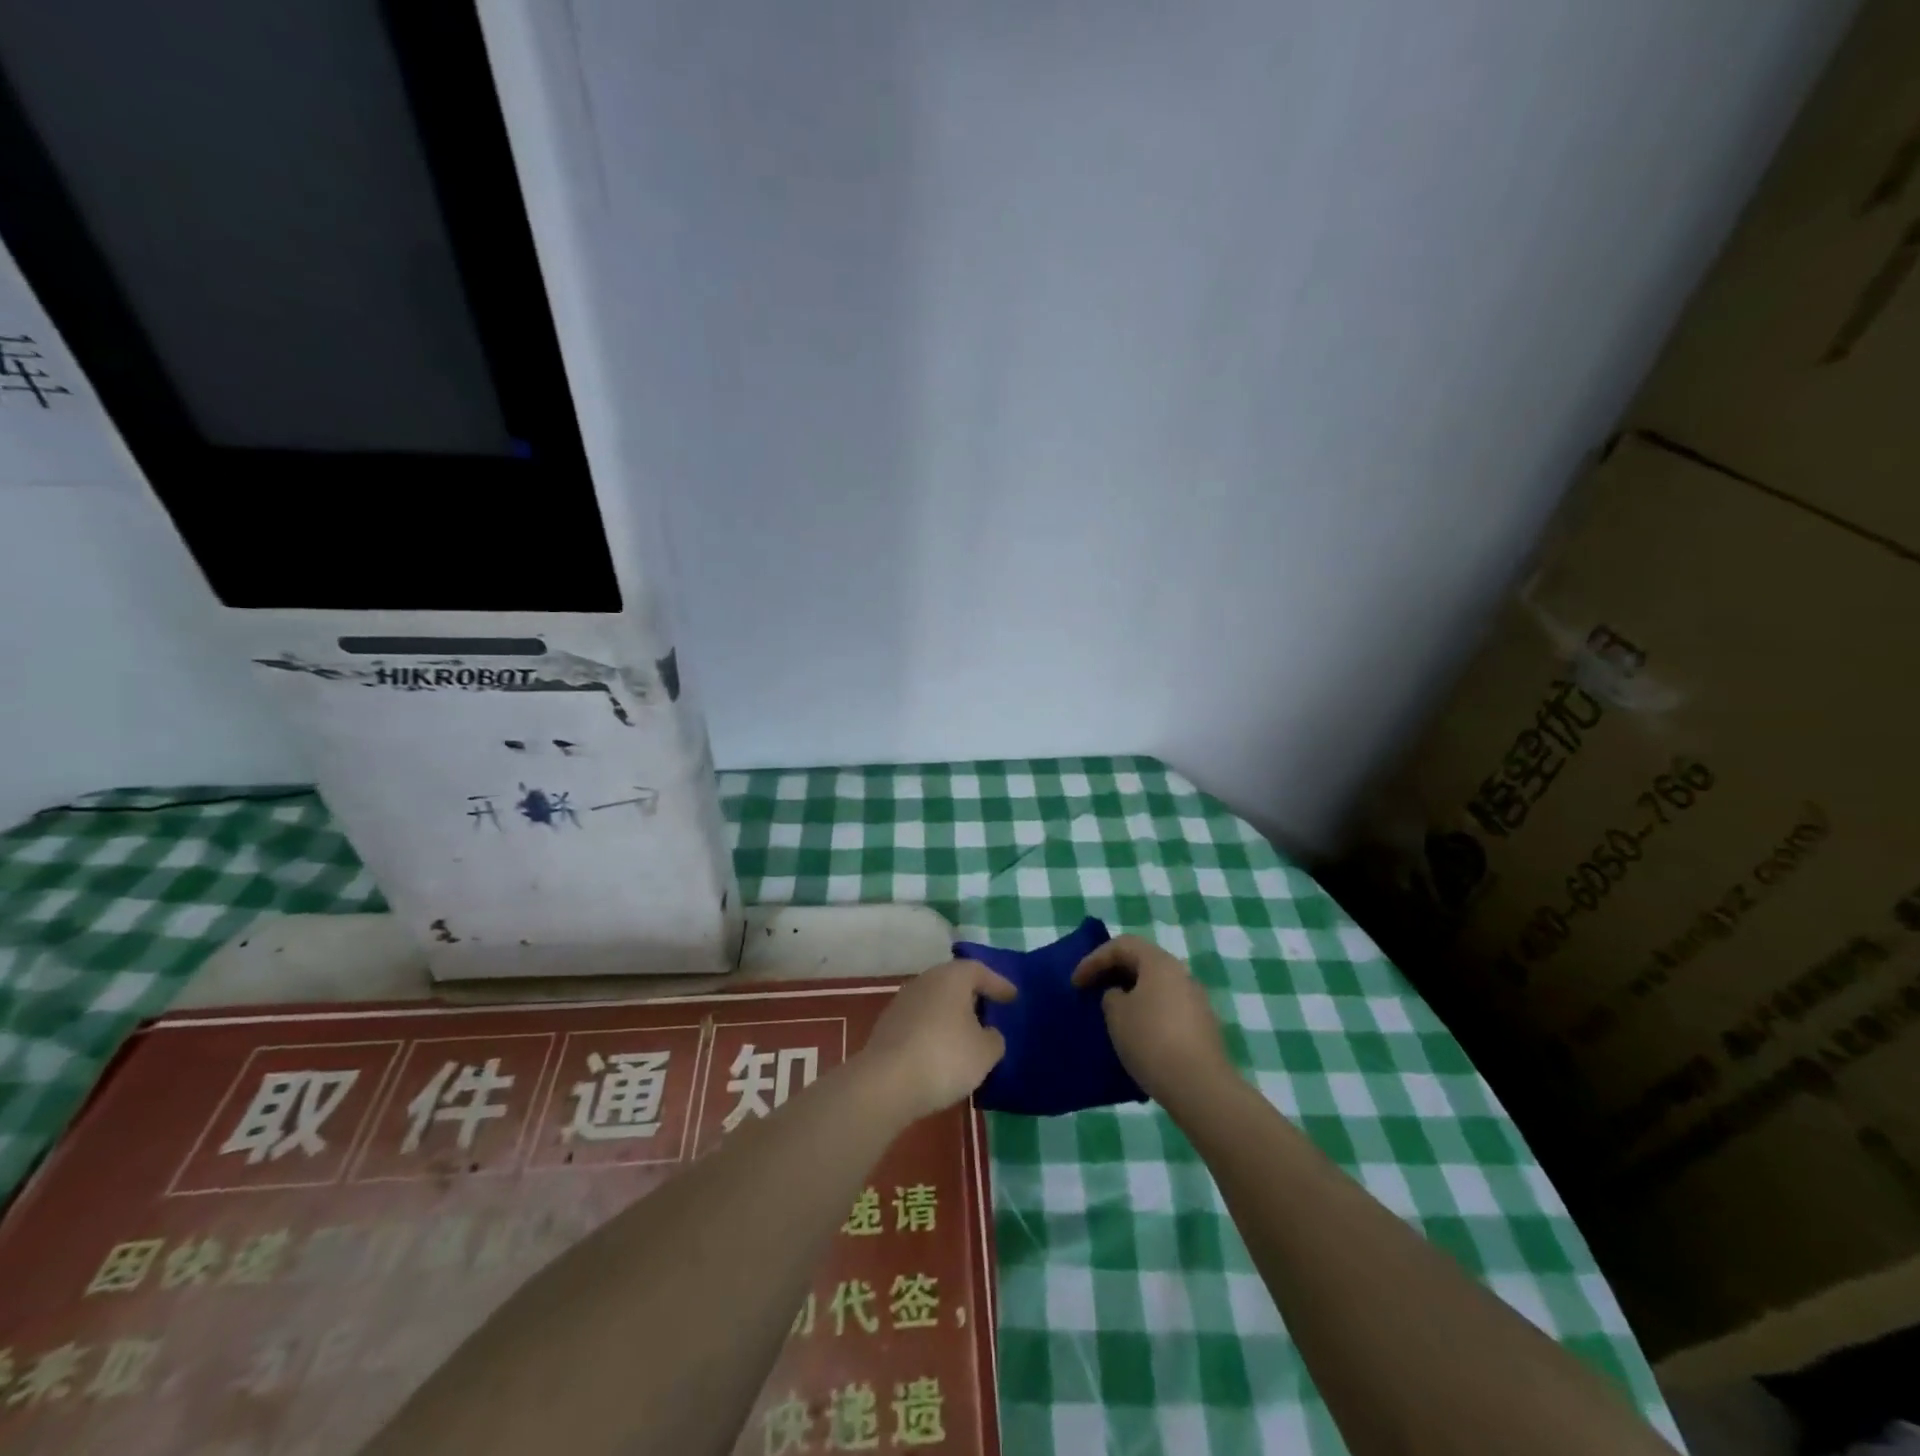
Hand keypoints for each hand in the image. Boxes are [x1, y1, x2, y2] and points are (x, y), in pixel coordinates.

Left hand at [859, 959, 1017, 1122]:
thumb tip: (987, 1033)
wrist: (886, 1083)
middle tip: (990, 1011)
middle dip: (972, 996)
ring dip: (951, 1015)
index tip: (1012, 996)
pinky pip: (920, 1021)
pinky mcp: (887, 1026)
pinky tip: (942, 1051)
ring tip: (967, 1035)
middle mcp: (925, 981)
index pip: (979, 971)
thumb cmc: (945, 1057)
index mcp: (951, 977)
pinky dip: (934, 1031)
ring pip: (935, 1002)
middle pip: (954, 983)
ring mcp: (902, 1002)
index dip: (998, 984)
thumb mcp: (985, 1052)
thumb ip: (993, 1038)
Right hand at [1072, 935, 1231, 1102]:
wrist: (1200, 1086)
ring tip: (1111, 1014)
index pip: (1122, 945)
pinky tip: (1136, 1036)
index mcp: (1159, 962)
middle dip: (1113, 973)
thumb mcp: (1117, 1015)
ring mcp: (1196, 1001)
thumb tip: (1121, 996)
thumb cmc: (1151, 1040)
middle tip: (1092, 991)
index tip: (1076, 983)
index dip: (1094, 959)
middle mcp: (1181, 974)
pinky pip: (1167, 1009)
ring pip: (1156, 987)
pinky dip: (1147, 1013)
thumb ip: (1111, 997)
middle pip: (1142, 962)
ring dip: (1131, 995)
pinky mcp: (1202, 1027)